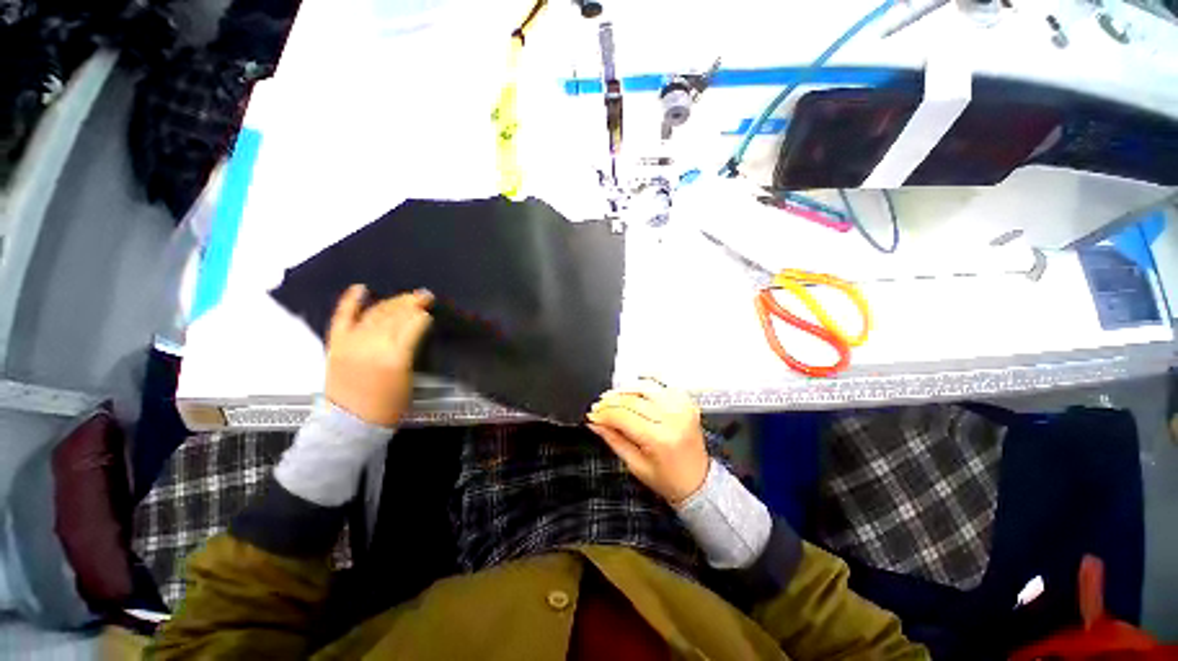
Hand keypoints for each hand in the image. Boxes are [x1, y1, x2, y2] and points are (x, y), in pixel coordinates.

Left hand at [325, 284, 432, 426]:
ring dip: (393, 302)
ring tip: (406, 297)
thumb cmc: (388, 405)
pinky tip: (361, 288)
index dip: (423, 316)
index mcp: (395, 356)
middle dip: (412, 303)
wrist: (350, 423)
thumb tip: (418, 326)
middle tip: (425, 296)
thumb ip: (412, 349)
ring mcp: (352, 342)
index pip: (412, 325)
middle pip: (396, 315)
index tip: (431, 312)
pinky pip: (342, 317)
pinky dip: (351, 301)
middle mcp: (373, 344)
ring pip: (376, 313)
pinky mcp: (336, 344)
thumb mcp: (410, 378)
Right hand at [586, 380, 708, 504]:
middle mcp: (673, 419)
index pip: (623, 416)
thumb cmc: (669, 480)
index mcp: (660, 439)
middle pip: (633, 400)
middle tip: (599, 406)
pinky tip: (634, 393)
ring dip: (626, 390)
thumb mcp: (635, 465)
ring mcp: (682, 408)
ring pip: (646, 387)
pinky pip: (661, 386)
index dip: (604, 414)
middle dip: (611, 401)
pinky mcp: (686, 403)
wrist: (698, 482)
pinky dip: (645, 387)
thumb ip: (613, 439)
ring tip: (613, 397)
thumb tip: (595, 422)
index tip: (593, 415)